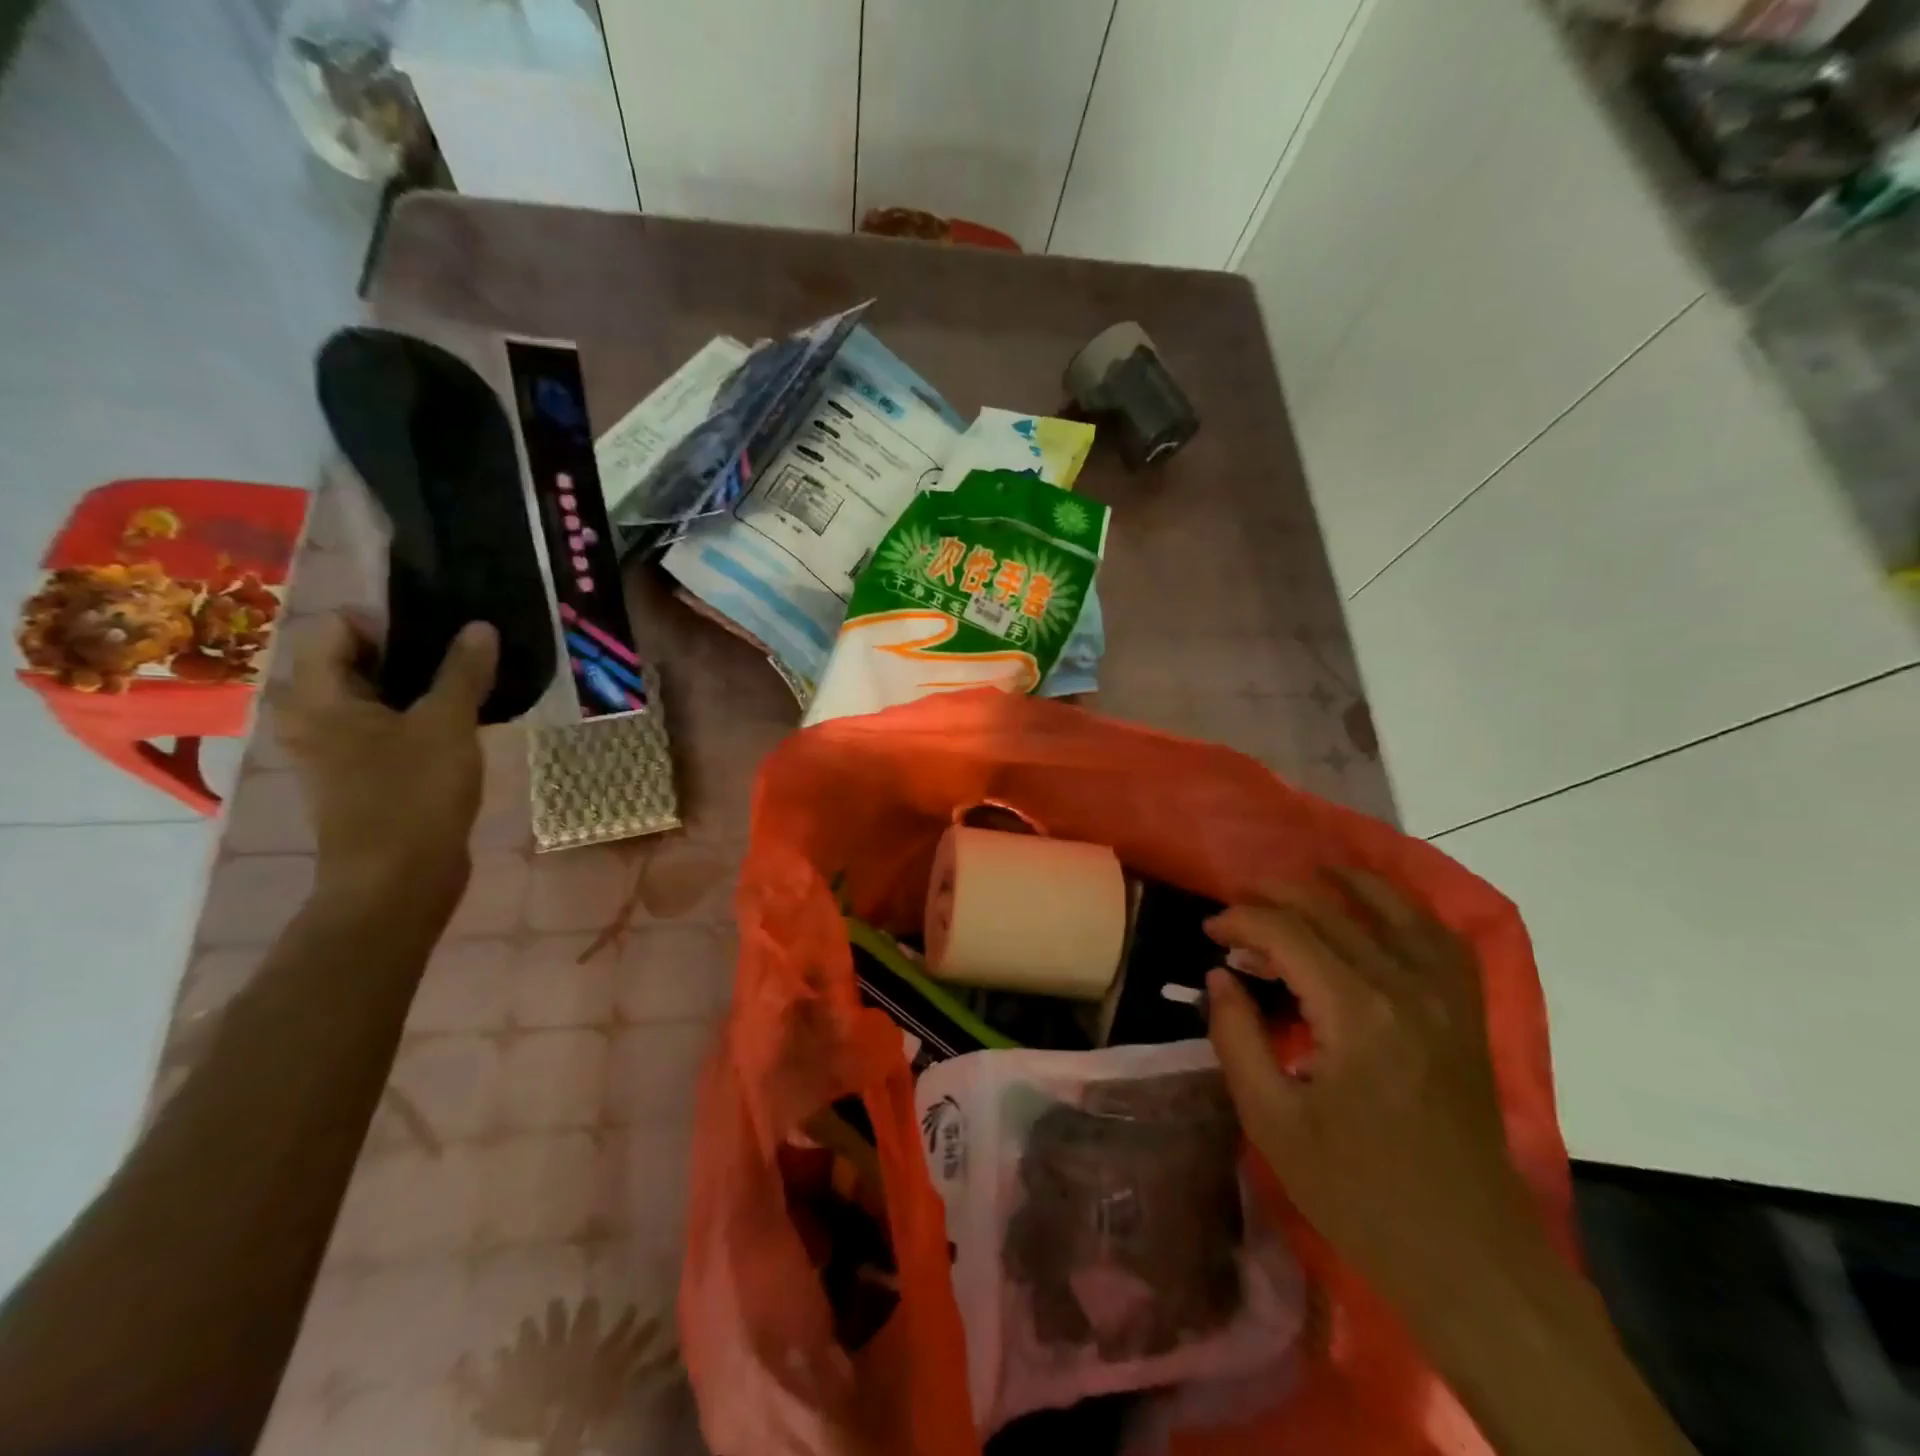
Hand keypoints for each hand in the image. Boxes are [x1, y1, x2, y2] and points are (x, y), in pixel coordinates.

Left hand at [276, 615, 496, 902]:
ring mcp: (334, 748)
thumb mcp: (448, 725)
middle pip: (355, 660)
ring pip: (375, 696)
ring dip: (419, 686)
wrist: (399, 880)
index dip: (388, 621)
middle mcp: (312, 716)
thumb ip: (463, 672)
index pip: (337, 627)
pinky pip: (384, 727)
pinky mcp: (360, 774)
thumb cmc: (413, 795)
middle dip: (411, 652)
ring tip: (471, 686)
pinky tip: (461, 725)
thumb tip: (480, 627)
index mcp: (317, 696)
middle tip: (466, 656)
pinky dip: (417, 717)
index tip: (443, 634)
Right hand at [1205, 870, 1539, 1311]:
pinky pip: (1439, 936)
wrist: (1470, 1256)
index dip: (1240, 921)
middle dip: (1273, 897)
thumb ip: (1236, 1036)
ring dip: (1341, 884)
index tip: (1209, 932)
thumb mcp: (1272, 1121)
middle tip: (1235, 910)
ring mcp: (1447, 997)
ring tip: (1302, 879)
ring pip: (1391, 907)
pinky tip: (1378, 909)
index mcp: (1356, 1014)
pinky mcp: (1468, 1013)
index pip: (1286, 933)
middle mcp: (1406, 987)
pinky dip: (1404, 909)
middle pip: (1331, 909)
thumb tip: (1218, 976)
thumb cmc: (1359, 1193)